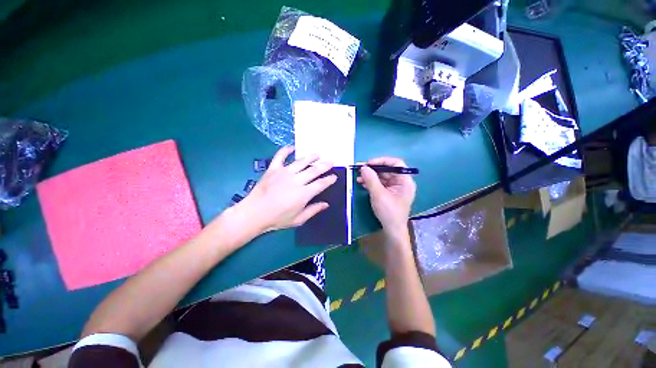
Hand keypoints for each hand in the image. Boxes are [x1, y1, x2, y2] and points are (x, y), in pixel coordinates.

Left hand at [239, 146, 336, 232]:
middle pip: (314, 170)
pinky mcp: (273, 169)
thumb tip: (326, 204)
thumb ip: (313, 210)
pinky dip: (286, 150)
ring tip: (317, 154)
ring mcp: (284, 172)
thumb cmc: (277, 219)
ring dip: (311, 157)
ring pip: (301, 161)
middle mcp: (296, 180)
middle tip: (331, 162)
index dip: (329, 179)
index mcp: (304, 193)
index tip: (334, 177)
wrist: (254, 213)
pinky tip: (292, 147)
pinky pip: (280, 156)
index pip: (321, 184)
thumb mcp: (298, 219)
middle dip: (324, 165)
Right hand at [357, 157, 415, 238]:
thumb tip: (363, 167)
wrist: (392, 230)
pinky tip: (362, 183)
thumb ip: (371, 179)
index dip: (382, 161)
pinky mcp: (389, 193)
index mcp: (405, 181)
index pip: (396, 163)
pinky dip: (371, 183)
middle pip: (387, 170)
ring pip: (382, 177)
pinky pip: (380, 184)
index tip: (368, 164)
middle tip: (359, 170)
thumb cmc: (389, 212)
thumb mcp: (378, 194)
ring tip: (358, 178)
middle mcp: (401, 182)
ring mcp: (395, 188)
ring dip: (370, 176)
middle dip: (373, 170)